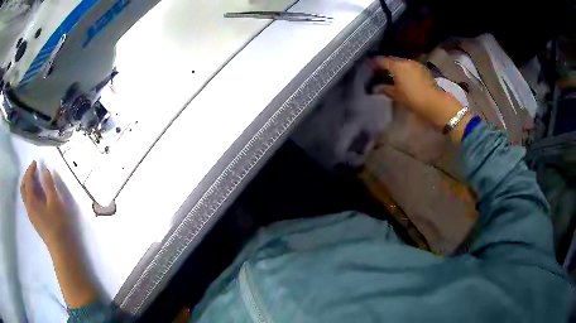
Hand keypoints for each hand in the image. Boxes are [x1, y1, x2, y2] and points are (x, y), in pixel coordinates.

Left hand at [21, 161, 73, 251]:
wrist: (60, 247)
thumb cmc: (58, 224)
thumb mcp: (55, 202)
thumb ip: (49, 185)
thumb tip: (44, 170)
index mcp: (31, 201)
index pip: (27, 181)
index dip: (30, 170)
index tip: (36, 162)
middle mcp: (28, 207)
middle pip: (23, 188)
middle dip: (27, 176)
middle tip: (34, 170)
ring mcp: (31, 214)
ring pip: (25, 196)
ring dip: (28, 184)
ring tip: (36, 180)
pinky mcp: (35, 220)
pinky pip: (29, 202)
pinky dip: (31, 193)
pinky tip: (38, 194)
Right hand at [372, 57, 463, 129]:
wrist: (436, 103)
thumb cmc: (413, 99)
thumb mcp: (397, 95)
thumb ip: (386, 89)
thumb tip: (378, 87)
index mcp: (397, 65)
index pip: (381, 60)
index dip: (374, 63)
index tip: (369, 67)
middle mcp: (406, 61)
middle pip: (392, 60)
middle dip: (386, 65)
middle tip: (380, 72)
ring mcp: (416, 64)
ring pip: (402, 64)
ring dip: (397, 68)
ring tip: (392, 76)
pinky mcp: (423, 70)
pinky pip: (410, 67)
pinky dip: (405, 71)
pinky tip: (404, 78)